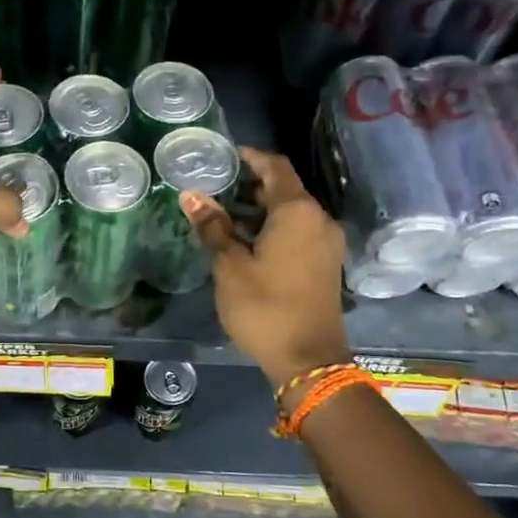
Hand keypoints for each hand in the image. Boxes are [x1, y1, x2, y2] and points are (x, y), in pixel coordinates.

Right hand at [182, 148, 351, 385]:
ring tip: (224, 215)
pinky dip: (275, 228)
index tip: (225, 155)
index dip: (251, 157)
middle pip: (285, 188)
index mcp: (298, 211)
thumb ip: (213, 226)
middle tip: (217, 186)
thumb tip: (191, 195)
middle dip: (251, 185)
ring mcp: (326, 243)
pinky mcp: (326, 263)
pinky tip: (247, 241)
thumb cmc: (265, 307)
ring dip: (261, 209)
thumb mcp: (230, 265)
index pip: (276, 167)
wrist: (309, 361)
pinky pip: (299, 231)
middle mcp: (319, 219)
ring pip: (292, 212)